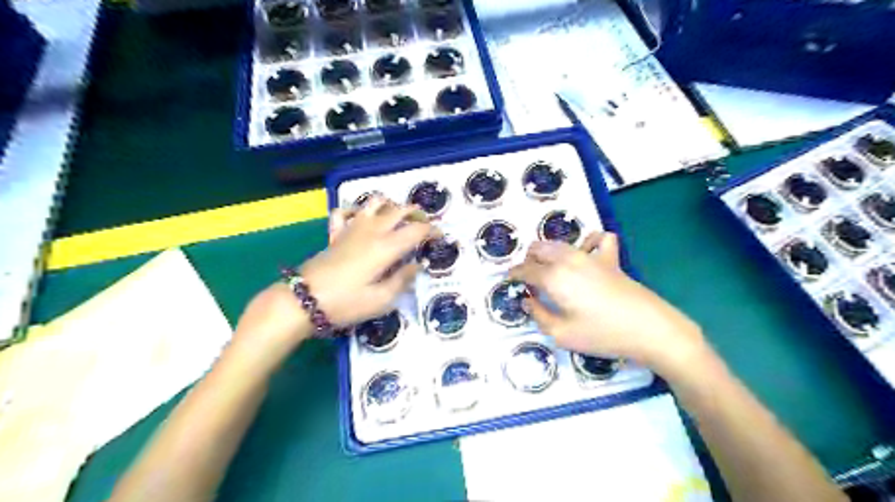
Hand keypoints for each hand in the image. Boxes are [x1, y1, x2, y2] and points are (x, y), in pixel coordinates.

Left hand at [303, 196, 434, 328]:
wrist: (303, 300)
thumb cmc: (345, 303)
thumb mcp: (381, 300)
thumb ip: (402, 280)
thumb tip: (418, 265)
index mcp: (386, 247)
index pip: (416, 230)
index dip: (432, 231)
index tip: (441, 236)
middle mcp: (371, 231)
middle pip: (399, 210)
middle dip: (416, 213)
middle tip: (425, 224)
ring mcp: (352, 229)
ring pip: (374, 202)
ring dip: (390, 205)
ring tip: (398, 217)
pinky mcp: (336, 233)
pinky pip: (346, 211)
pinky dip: (356, 209)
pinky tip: (362, 218)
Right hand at [509, 231, 707, 376]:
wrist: (650, 329)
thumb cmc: (602, 334)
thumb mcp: (561, 334)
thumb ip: (538, 315)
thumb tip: (527, 301)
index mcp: (553, 277)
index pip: (525, 270)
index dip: (514, 274)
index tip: (508, 279)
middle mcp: (568, 260)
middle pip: (539, 249)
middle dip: (529, 260)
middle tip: (529, 279)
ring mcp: (591, 256)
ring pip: (560, 242)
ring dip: (548, 251)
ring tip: (549, 268)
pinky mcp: (611, 259)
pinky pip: (598, 239)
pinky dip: (588, 242)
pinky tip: (587, 254)